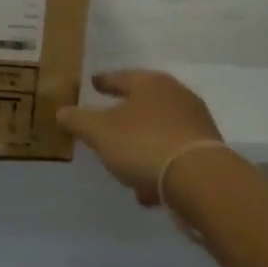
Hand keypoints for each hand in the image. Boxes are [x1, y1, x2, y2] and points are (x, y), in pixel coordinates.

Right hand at [57, 70, 224, 206]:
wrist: (199, 179)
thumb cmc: (144, 143)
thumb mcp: (100, 132)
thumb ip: (78, 120)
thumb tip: (62, 111)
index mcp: (152, 84)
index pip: (121, 77)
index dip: (104, 81)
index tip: (93, 82)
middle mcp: (178, 97)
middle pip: (144, 103)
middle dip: (124, 115)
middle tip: (106, 121)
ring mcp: (195, 125)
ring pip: (158, 132)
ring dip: (140, 147)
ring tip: (123, 164)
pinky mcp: (205, 153)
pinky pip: (171, 156)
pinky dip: (156, 168)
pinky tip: (146, 189)